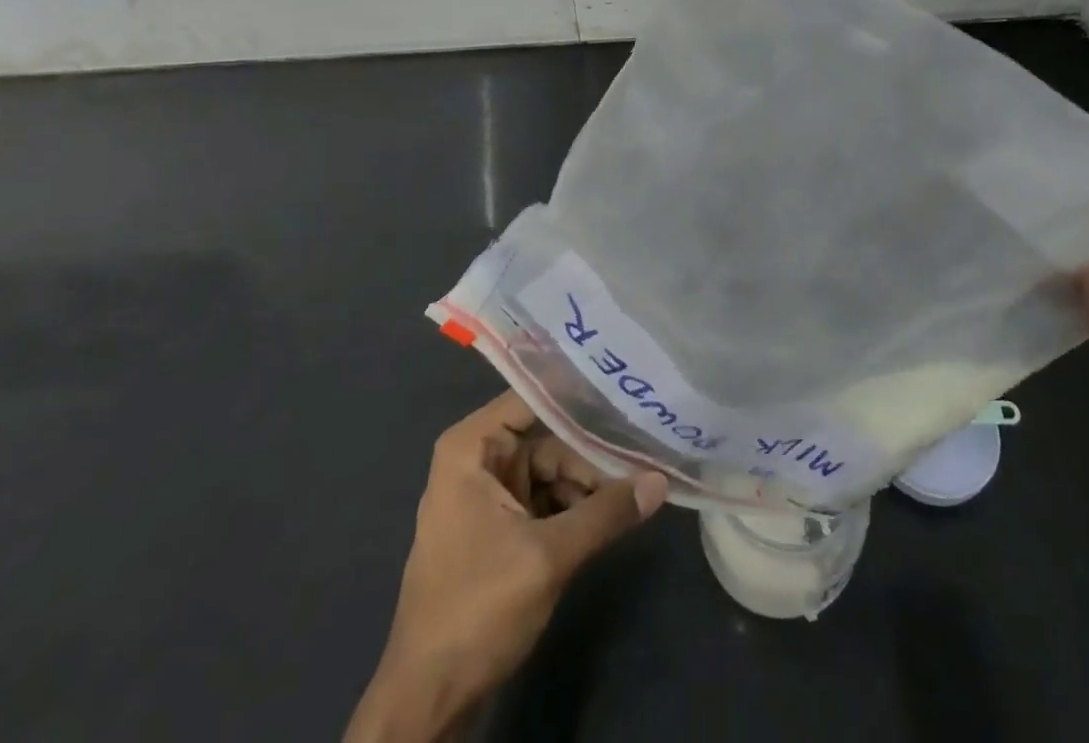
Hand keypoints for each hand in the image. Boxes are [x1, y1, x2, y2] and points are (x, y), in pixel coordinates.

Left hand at [344, 392, 669, 742]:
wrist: (427, 702)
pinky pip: (547, 502)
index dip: (579, 392)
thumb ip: (606, 513)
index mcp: (472, 447)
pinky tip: (615, 513)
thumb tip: (661, 480)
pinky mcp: (501, 530)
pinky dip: (577, 509)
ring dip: (591, 485)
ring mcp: (489, 497)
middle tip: (648, 451)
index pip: (533, 396)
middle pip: (549, 439)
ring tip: (641, 485)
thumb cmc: (476, 610)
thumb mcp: (547, 557)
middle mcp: (479, 460)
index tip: (626, 387)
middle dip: (594, 452)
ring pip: (553, 473)